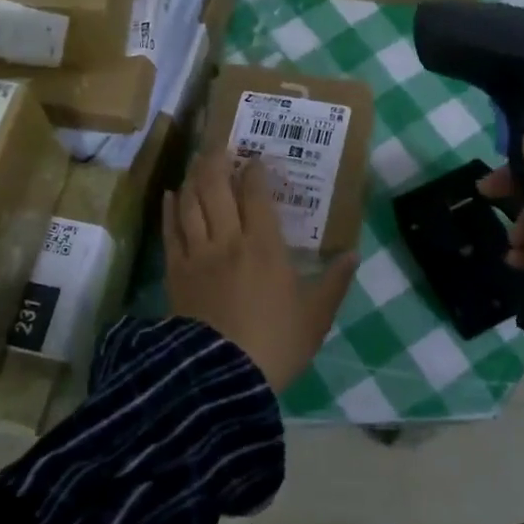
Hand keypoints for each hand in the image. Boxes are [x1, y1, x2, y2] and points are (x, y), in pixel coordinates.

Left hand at [164, 151, 358, 392]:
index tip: (256, 159)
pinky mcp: (175, 273)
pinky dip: (170, 210)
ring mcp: (197, 255)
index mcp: (265, 246)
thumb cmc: (275, 344)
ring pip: (190, 203)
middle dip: (217, 161)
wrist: (221, 377)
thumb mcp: (316, 316)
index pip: (256, 194)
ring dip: (193, 178)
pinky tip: (170, 196)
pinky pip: (170, 232)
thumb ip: (334, 282)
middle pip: (216, 188)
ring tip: (197, 163)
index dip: (255, 171)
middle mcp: (228, 240)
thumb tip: (354, 254)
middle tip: (220, 146)